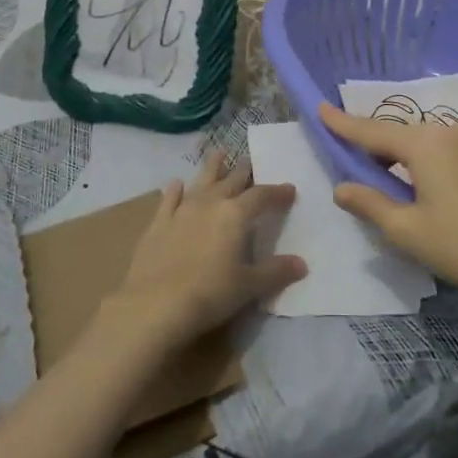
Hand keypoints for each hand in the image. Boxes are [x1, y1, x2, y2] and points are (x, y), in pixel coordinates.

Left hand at [105, 150, 304, 350]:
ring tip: (219, 153)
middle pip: (231, 181)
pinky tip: (176, 184)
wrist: (155, 305)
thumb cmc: (210, 294)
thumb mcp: (249, 286)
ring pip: (201, 181)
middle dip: (244, 171)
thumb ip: (276, 272)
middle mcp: (210, 204)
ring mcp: (181, 211)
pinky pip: (169, 199)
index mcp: (235, 215)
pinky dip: (175, 190)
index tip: (289, 189)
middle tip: (251, 161)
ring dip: (212, 167)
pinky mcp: (158, 224)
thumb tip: (302, 264)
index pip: (262, 196)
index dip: (277, 192)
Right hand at [321, 102, 457, 310]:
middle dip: (380, 146)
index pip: (372, 131)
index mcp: (423, 144)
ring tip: (404, 183)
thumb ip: (370, 204)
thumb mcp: (407, 231)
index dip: (343, 123)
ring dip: (413, 158)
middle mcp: (451, 132)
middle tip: (362, 162)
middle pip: (404, 135)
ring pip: (434, 144)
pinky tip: (448, 195)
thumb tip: (341, 188)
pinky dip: (442, 165)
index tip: (322, 107)